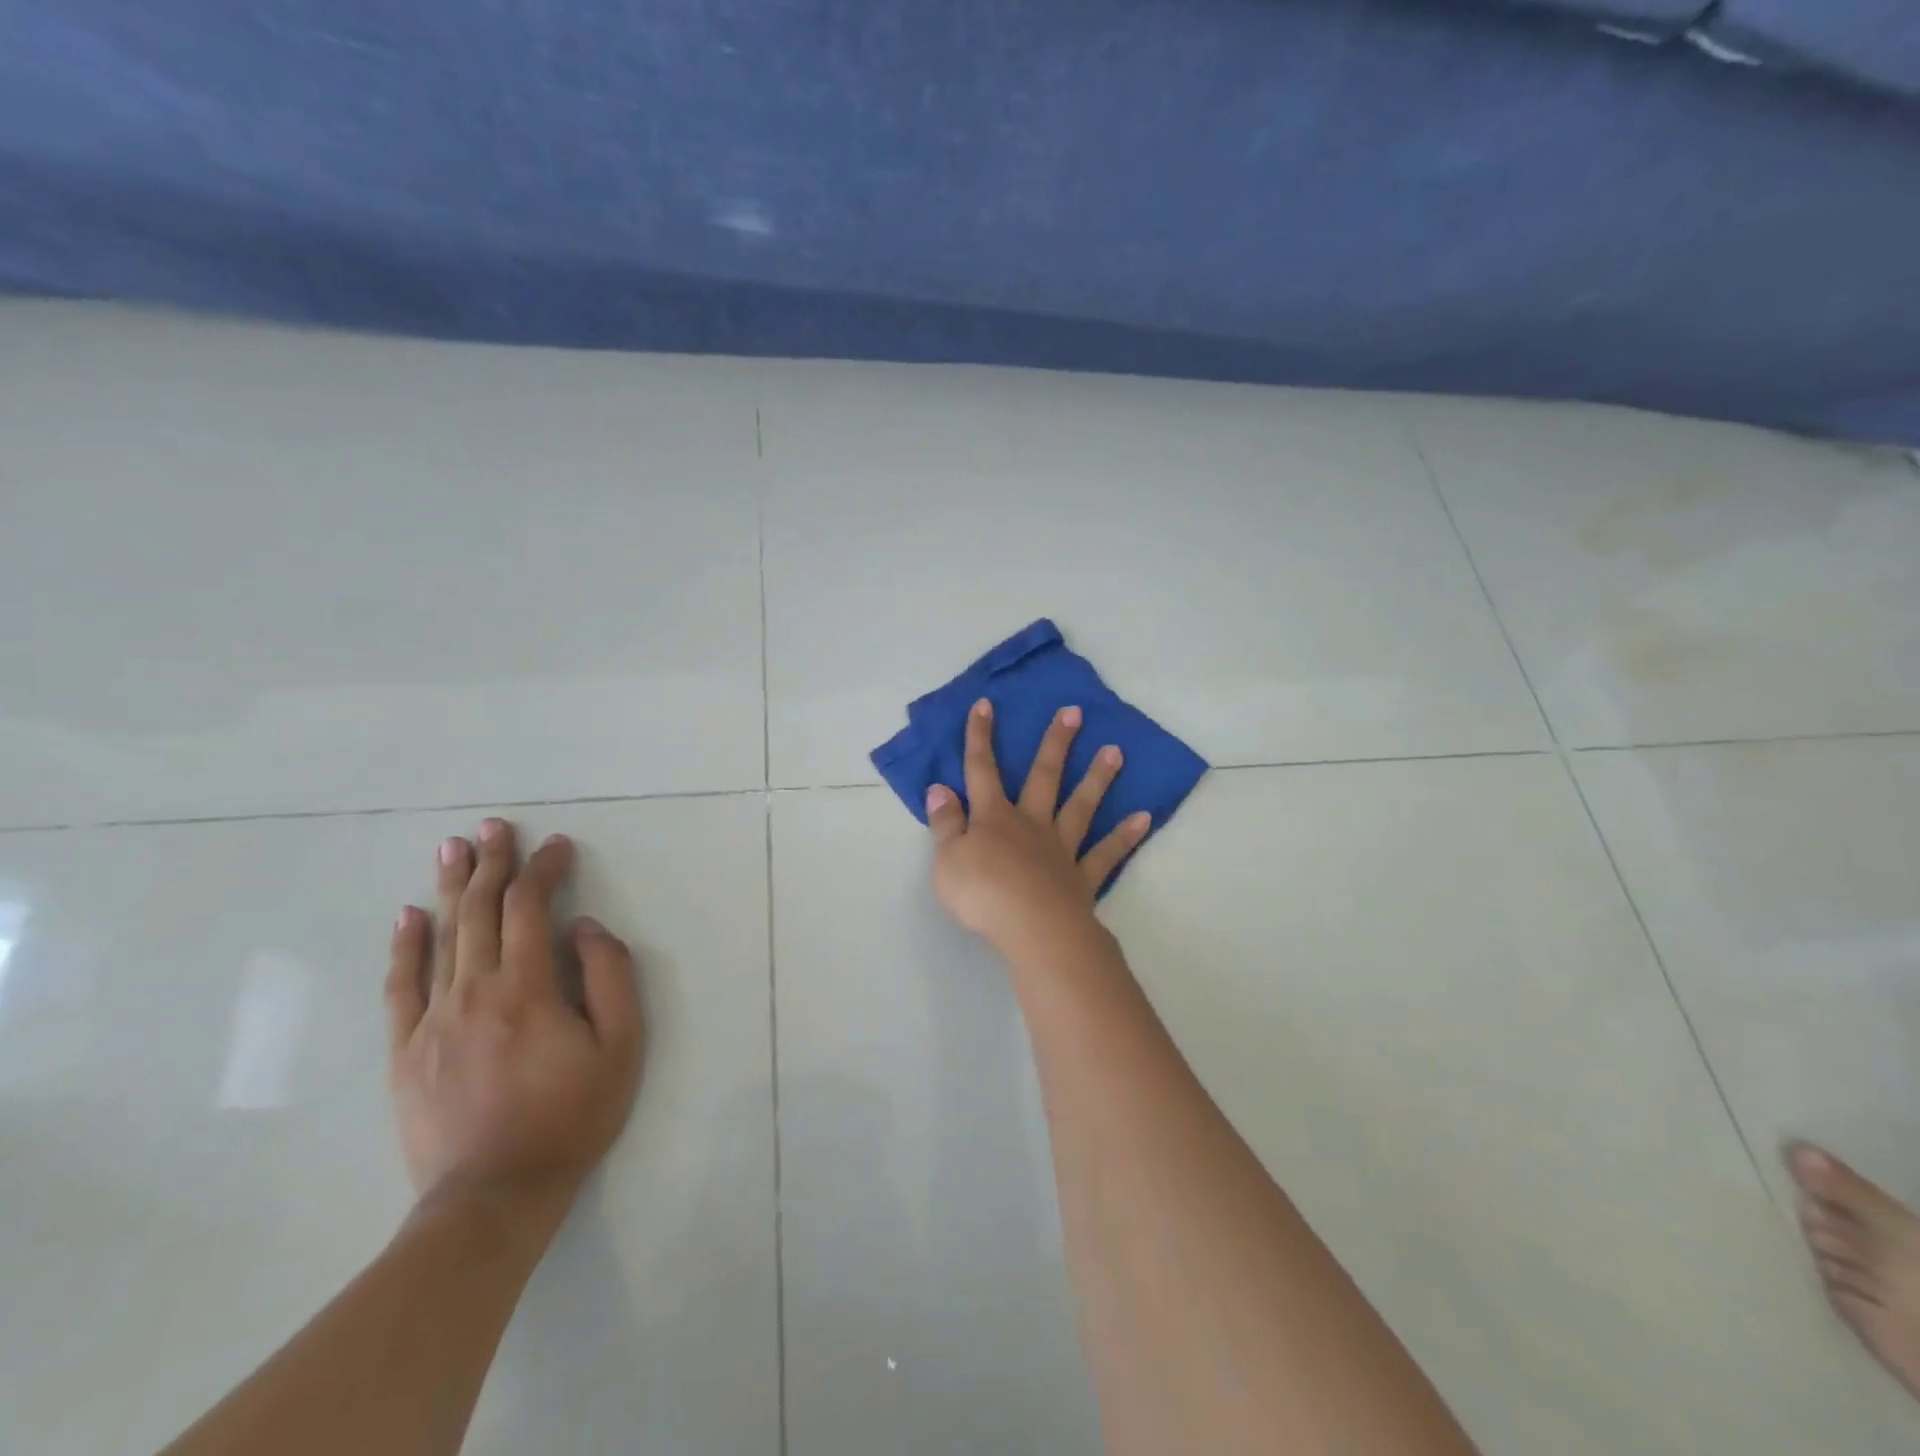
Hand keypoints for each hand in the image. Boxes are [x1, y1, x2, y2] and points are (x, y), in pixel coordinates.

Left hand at [386, 819, 644, 1221]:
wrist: (493, 1196)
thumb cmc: (571, 1116)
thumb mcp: (622, 1046)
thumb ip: (610, 977)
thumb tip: (585, 928)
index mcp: (528, 988)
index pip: (532, 909)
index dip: (544, 870)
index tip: (558, 845)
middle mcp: (474, 992)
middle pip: (482, 912)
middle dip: (493, 864)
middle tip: (495, 826)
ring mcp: (433, 1021)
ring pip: (441, 938)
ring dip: (451, 888)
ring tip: (453, 847)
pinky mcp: (406, 1051)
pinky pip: (401, 987)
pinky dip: (405, 947)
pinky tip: (408, 916)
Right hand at [927, 698, 1149, 959]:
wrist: (1031, 928)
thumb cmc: (982, 894)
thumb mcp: (947, 859)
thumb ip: (945, 823)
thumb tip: (940, 788)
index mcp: (994, 818)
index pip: (981, 770)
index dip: (980, 738)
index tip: (986, 705)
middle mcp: (1031, 824)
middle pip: (1043, 776)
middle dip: (1055, 743)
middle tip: (1074, 712)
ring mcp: (1061, 848)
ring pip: (1080, 806)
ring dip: (1097, 778)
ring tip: (1116, 751)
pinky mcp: (1082, 876)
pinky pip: (1106, 853)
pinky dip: (1125, 836)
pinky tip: (1143, 818)